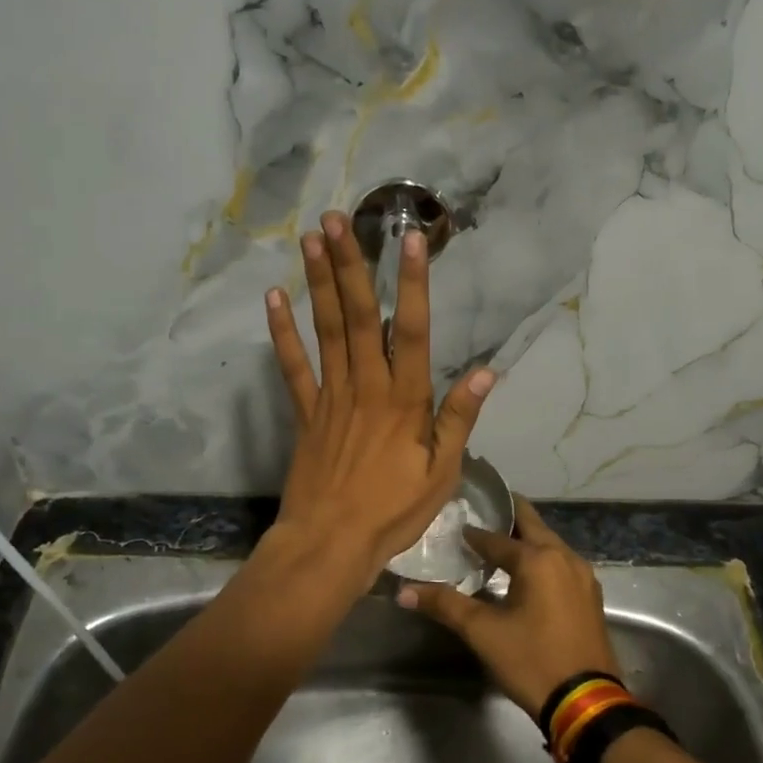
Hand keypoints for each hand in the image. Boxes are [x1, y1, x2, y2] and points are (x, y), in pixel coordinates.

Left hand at [263, 210, 496, 584]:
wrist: (331, 543)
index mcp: (405, 400)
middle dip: (351, 265)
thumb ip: (459, 419)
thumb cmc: (393, 511)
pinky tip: (275, 298)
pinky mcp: (305, 413)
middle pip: (360, 317)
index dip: (413, 283)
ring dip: (319, 283)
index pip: (414, 331)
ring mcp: (331, 396)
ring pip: (326, 330)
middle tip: (339, 219)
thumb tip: (487, 373)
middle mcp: (367, 386)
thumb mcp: (442, 472)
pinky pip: (293, 367)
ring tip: (311, 239)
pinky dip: (282, 333)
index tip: (410, 239)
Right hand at [396, 497, 617, 717]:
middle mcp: (564, 557)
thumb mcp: (483, 633)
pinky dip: (541, 559)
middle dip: (507, 518)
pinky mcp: (590, 596)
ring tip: (498, 547)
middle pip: (532, 525)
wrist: (586, 704)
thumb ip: (445, 605)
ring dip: (525, 540)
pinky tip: (526, 576)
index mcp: (538, 559)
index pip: (496, 538)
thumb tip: (403, 591)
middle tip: (480, 517)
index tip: (454, 530)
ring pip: (549, 544)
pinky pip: (561, 563)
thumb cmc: (532, 660)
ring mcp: (583, 576)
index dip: (473, 535)